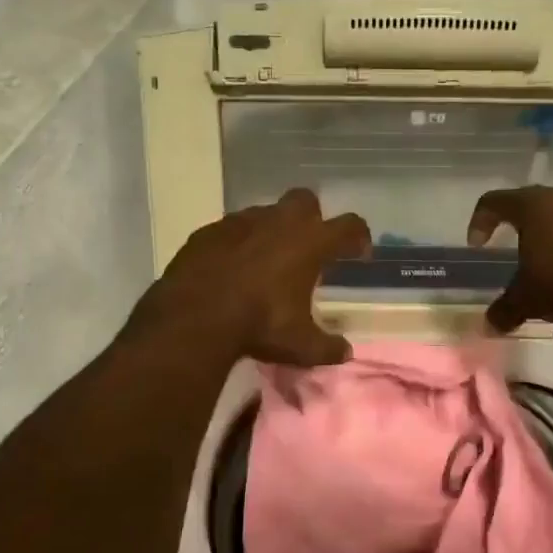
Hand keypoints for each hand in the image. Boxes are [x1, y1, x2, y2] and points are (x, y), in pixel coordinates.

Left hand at [131, 188, 370, 365]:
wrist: (193, 318)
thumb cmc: (259, 325)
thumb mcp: (301, 346)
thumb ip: (327, 347)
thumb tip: (345, 352)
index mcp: (309, 243)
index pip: (348, 226)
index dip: (358, 236)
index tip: (359, 252)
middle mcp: (278, 223)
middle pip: (305, 201)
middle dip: (312, 218)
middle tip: (309, 247)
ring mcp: (239, 223)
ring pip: (264, 213)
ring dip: (271, 231)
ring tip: (266, 262)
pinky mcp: (208, 232)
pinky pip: (230, 230)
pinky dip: (237, 244)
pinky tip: (231, 268)